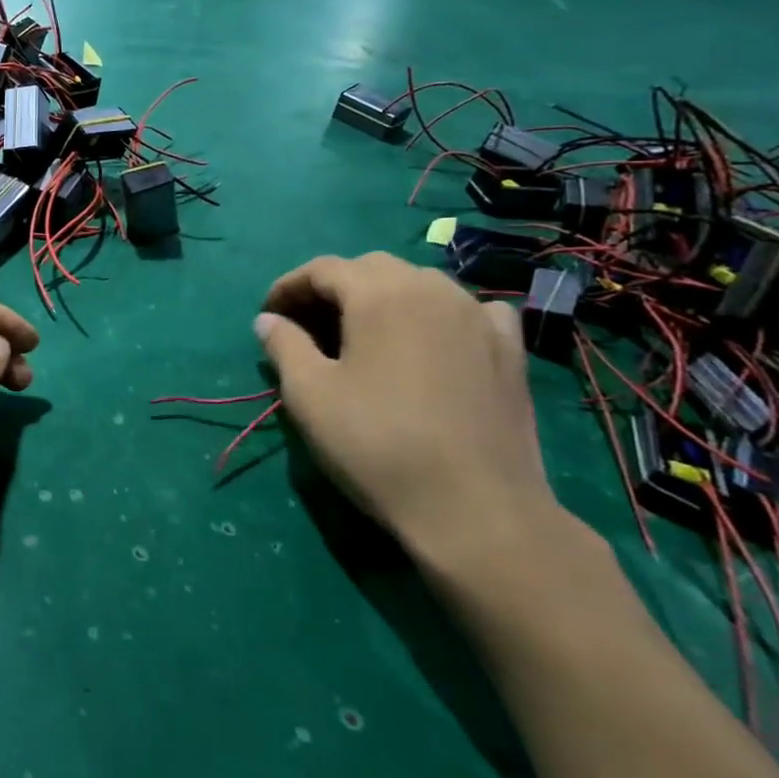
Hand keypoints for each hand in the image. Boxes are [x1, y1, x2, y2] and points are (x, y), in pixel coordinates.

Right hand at [253, 254, 559, 573]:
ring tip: (363, 336)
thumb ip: (283, 346)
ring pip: (420, 285)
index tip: (268, 317)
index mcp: (379, 293)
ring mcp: (478, 316)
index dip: (288, 287)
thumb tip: (269, 320)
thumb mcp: (309, 394)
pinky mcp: (510, 350)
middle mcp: (432, 288)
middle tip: (308, 327)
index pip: (322, 269)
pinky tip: (433, 341)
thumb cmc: (377, 444)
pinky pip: (469, 311)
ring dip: (383, 298)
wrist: (475, 509)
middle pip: (371, 269)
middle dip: (333, 289)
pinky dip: (439, 314)